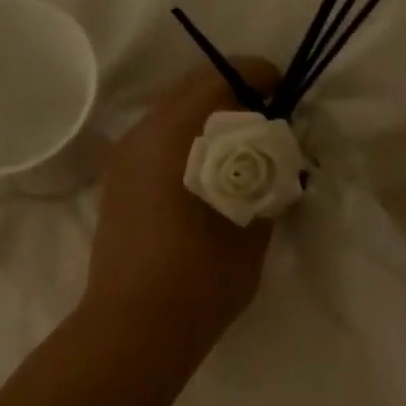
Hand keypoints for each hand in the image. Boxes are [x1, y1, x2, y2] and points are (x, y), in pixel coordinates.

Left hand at [84, 59, 281, 346]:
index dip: (259, 76)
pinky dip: (190, 142)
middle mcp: (140, 135)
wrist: (135, 329)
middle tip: (271, 122)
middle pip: (192, 88)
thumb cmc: (200, 279)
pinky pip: (159, 141)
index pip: (219, 77)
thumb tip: (275, 157)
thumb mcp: (253, 227)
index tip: (286, 94)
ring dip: (211, 119)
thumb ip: (267, 180)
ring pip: (173, 113)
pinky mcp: (118, 183)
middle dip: (235, 95)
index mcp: (173, 136)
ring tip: (245, 151)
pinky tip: (213, 175)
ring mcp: (123, 159)